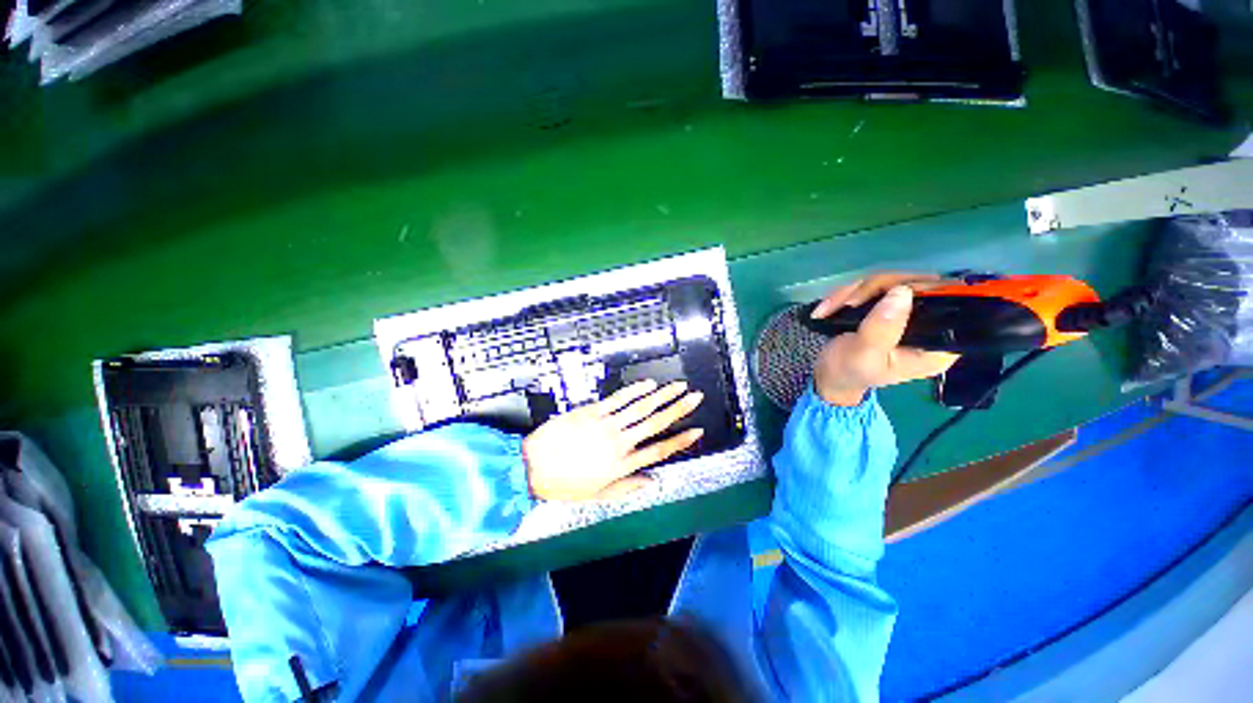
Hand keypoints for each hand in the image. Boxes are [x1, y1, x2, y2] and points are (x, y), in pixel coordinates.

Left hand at [522, 380, 704, 500]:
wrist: (532, 466)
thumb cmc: (565, 483)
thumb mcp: (597, 495)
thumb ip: (627, 488)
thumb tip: (651, 483)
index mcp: (623, 465)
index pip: (660, 451)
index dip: (681, 440)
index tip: (697, 430)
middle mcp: (620, 442)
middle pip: (655, 423)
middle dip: (678, 409)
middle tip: (695, 397)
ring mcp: (607, 424)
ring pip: (641, 407)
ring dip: (662, 395)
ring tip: (679, 386)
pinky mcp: (592, 411)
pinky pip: (618, 399)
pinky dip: (635, 390)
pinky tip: (649, 383)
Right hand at [810, 272, 959, 405]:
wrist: (829, 376)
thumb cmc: (848, 372)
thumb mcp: (863, 355)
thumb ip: (882, 328)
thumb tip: (902, 292)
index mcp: (935, 344)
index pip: (950, 303)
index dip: (924, 290)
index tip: (890, 292)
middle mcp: (930, 325)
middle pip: (917, 284)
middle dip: (874, 289)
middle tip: (846, 304)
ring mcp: (907, 313)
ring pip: (890, 282)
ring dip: (853, 292)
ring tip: (827, 309)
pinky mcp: (887, 307)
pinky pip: (873, 286)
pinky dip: (847, 294)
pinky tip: (828, 308)